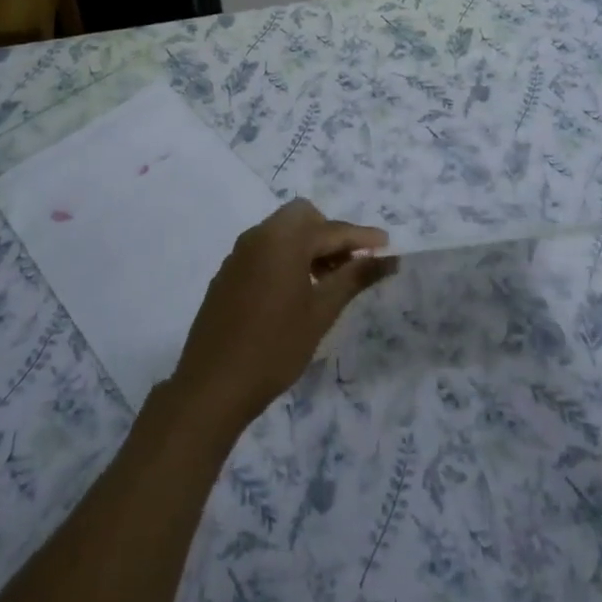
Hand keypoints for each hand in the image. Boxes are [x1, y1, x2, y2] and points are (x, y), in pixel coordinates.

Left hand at [170, 200, 391, 433]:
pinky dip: (286, 258)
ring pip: (282, 232)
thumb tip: (389, 257)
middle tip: (350, 265)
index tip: (388, 246)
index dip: (362, 237)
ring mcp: (238, 254)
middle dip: (330, 234)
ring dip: (308, 246)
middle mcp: (259, 236)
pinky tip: (295, 292)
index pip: (332, 229)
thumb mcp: (321, 312)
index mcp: (284, 239)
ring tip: (327, 282)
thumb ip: (354, 278)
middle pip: (303, 217)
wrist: (213, 383)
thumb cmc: (275, 347)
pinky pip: (264, 250)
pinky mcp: (227, 273)